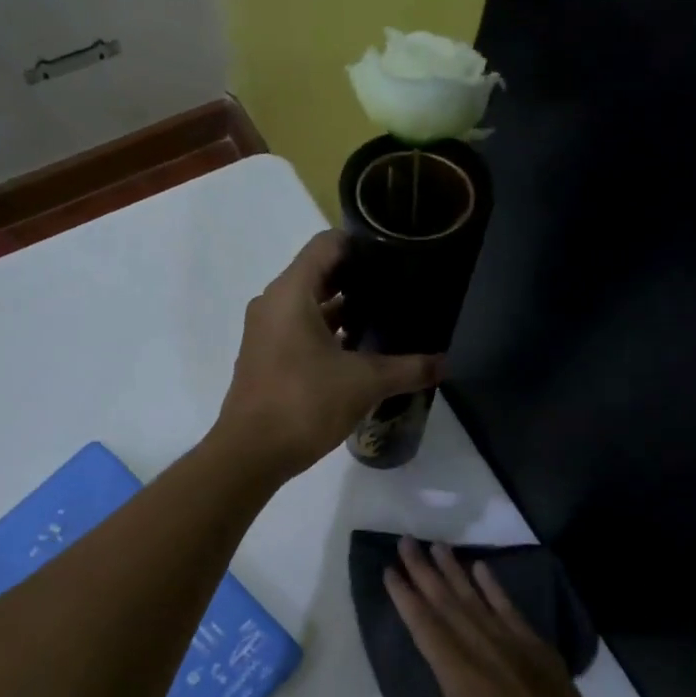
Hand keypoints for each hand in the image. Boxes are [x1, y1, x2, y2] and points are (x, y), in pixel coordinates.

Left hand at [215, 232, 443, 479]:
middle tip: (398, 287)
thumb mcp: (363, 383)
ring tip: (385, 318)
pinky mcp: (265, 357)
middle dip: (357, 278)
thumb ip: (407, 369)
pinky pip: (298, 330)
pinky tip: (358, 350)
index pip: (326, 244)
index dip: (361, 243)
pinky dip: (326, 332)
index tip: (395, 255)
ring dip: (342, 309)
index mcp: (291, 293)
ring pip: (308, 305)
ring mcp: (265, 331)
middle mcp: (273, 303)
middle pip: (318, 273)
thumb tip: (445, 364)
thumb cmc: (303, 403)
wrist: (250, 453)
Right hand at [384, 537, 636, 696]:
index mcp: (454, 670)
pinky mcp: (535, 646)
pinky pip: (508, 608)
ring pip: (474, 596)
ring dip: (453, 569)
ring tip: (436, 545)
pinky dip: (493, 586)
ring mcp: (510, 641)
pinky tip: (480, 568)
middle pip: (444, 600)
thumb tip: (449, 687)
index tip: (389, 570)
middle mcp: (479, 645)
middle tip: (406, 542)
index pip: (421, 623)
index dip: (403, 596)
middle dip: (422, 570)